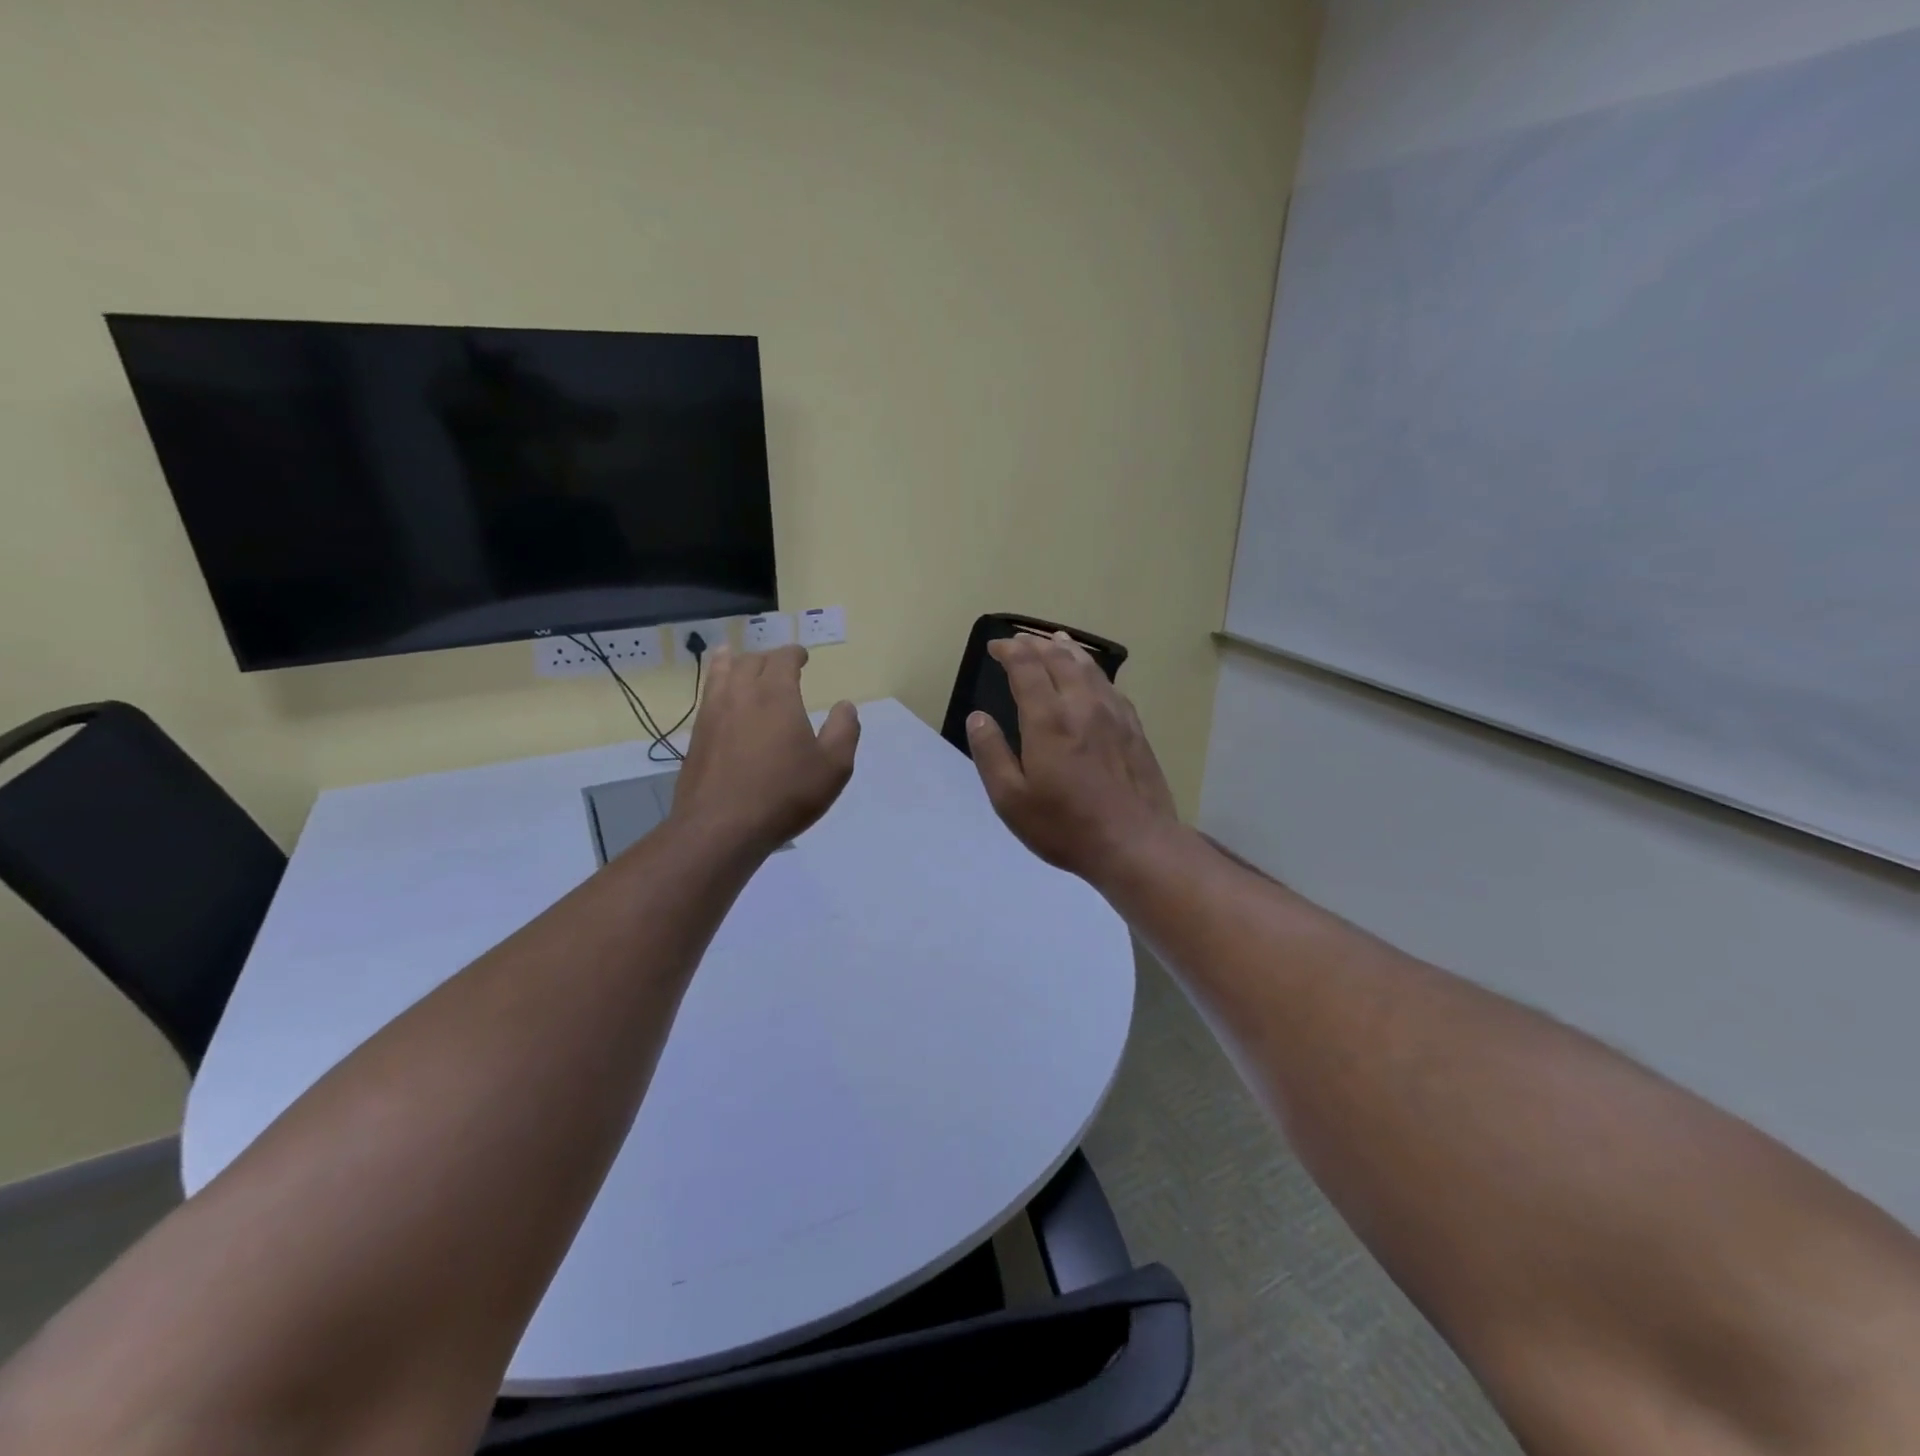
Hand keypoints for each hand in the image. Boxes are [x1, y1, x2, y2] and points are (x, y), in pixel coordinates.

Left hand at [669, 645, 859, 857]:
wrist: (721, 828)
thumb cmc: (785, 795)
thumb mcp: (833, 767)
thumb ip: (843, 731)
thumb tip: (845, 706)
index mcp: (776, 695)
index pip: (783, 659)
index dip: (794, 654)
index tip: (802, 656)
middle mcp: (741, 694)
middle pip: (751, 662)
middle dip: (767, 658)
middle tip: (778, 664)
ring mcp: (713, 714)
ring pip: (720, 674)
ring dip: (731, 662)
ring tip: (731, 655)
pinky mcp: (697, 737)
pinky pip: (706, 698)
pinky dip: (714, 685)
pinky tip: (718, 696)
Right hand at [966, 631, 1179, 884]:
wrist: (1135, 843)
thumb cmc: (1065, 826)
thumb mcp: (1011, 799)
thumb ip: (991, 754)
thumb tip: (978, 718)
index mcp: (1048, 719)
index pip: (1026, 667)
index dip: (1010, 650)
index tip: (996, 647)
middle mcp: (1082, 705)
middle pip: (1059, 658)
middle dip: (1036, 644)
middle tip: (1020, 640)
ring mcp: (1113, 714)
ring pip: (1089, 666)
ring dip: (1067, 649)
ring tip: (1056, 641)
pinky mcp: (1134, 728)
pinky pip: (1110, 686)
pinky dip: (1093, 670)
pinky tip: (1092, 677)